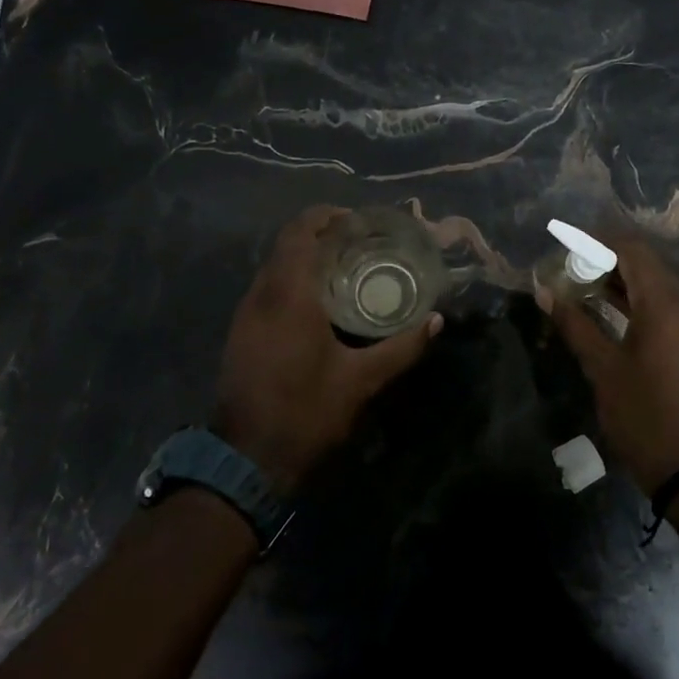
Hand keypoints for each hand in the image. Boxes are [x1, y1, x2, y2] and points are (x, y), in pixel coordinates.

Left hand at [216, 206, 440, 491]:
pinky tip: (318, 303)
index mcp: (289, 296)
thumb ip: (402, 348)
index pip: (300, 233)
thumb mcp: (362, 382)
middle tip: (359, 242)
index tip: (357, 220)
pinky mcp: (240, 334)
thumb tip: (437, 321)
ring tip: (344, 268)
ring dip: (304, 258)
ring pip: (274, 268)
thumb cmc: (307, 413)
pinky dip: (292, 281)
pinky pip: (267, 289)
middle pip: (286, 245)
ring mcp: (245, 315)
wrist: (246, 461)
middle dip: (320, 235)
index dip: (326, 217)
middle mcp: (261, 296)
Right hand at [537, 231, 678, 496]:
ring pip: (658, 283)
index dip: (598, 242)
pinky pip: (668, 304)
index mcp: (667, 305)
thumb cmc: (643, 417)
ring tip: (582, 285)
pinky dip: (639, 299)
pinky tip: (610, 308)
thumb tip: (544, 291)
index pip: (633, 251)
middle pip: (647, 264)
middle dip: (607, 260)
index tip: (566, 246)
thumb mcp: (603, 369)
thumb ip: (574, 323)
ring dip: (622, 280)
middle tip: (569, 269)